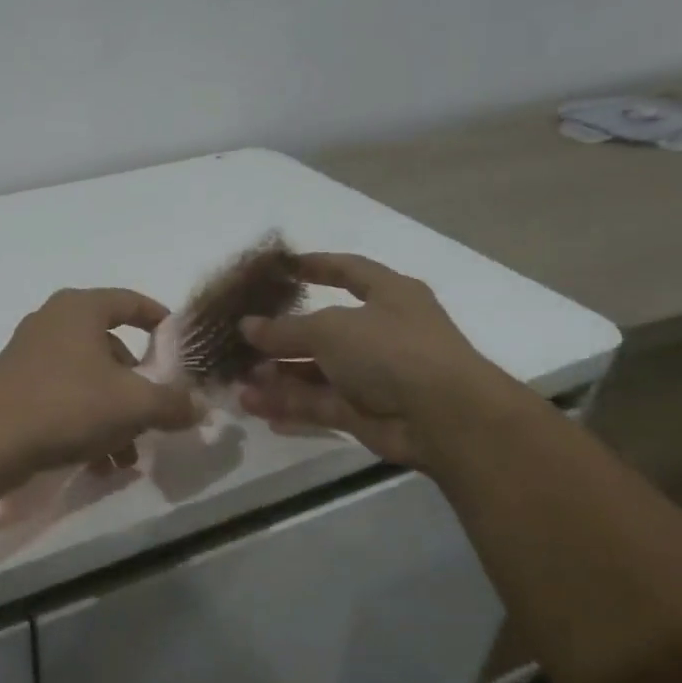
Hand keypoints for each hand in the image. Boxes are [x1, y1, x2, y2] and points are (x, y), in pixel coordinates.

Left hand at [0, 288, 197, 476]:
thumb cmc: (68, 406)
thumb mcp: (134, 405)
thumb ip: (173, 403)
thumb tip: (200, 407)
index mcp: (81, 308)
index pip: (131, 302)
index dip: (161, 321)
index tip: (180, 347)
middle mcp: (53, 322)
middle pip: (112, 348)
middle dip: (138, 387)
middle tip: (154, 415)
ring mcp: (30, 353)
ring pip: (89, 379)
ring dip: (115, 416)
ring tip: (125, 457)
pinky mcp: (15, 385)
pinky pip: (64, 397)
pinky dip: (86, 423)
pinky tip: (97, 463)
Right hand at [236, 253, 524, 468]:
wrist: (443, 417)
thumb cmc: (391, 350)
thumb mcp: (331, 329)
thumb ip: (285, 329)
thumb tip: (247, 327)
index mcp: (388, 296)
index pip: (348, 271)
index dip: (316, 265)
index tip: (280, 267)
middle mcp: (381, 333)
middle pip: (322, 330)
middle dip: (281, 337)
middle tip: (240, 340)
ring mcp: (372, 375)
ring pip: (315, 372)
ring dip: (277, 376)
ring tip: (237, 380)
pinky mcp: (363, 412)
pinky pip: (317, 403)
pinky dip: (287, 404)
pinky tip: (253, 406)